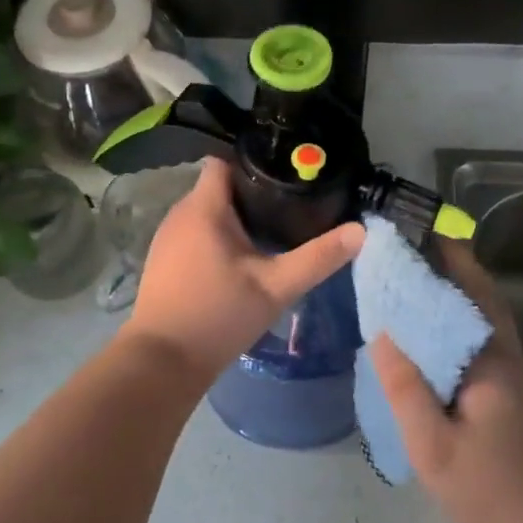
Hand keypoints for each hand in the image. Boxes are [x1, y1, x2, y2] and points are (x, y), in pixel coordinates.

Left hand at [120, 158, 364, 386]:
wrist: (162, 362)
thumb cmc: (219, 315)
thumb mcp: (276, 287)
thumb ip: (318, 258)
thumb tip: (360, 231)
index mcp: (204, 208)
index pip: (224, 161)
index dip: (254, 163)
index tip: (286, 176)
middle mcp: (180, 213)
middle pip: (219, 187)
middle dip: (252, 193)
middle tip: (290, 207)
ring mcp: (167, 237)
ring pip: (207, 211)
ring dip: (235, 217)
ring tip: (270, 231)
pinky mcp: (163, 260)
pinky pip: (195, 232)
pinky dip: (217, 237)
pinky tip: (240, 259)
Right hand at [371, 242, 522, 522]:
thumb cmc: (488, 493)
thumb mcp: (433, 444)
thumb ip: (405, 386)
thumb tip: (382, 332)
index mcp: (491, 358)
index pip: (470, 288)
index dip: (445, 254)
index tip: (412, 230)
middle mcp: (504, 355)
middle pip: (478, 294)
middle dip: (446, 264)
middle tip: (401, 249)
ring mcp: (508, 374)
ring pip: (478, 316)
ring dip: (450, 291)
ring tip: (405, 280)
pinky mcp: (504, 393)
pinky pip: (474, 340)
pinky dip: (451, 322)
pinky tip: (422, 334)